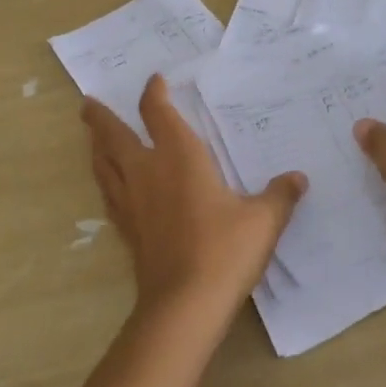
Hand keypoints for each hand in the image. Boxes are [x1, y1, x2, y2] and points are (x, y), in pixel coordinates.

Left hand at [82, 75, 307, 317]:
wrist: (184, 305)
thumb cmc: (224, 250)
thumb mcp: (263, 220)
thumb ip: (280, 195)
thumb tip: (298, 178)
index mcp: (179, 156)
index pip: (157, 113)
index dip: (153, 93)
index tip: (154, 80)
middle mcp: (147, 172)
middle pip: (113, 136)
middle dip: (100, 117)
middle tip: (87, 103)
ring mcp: (132, 203)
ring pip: (103, 165)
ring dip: (95, 147)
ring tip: (91, 138)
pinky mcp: (127, 231)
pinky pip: (109, 195)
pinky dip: (105, 181)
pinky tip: (109, 187)